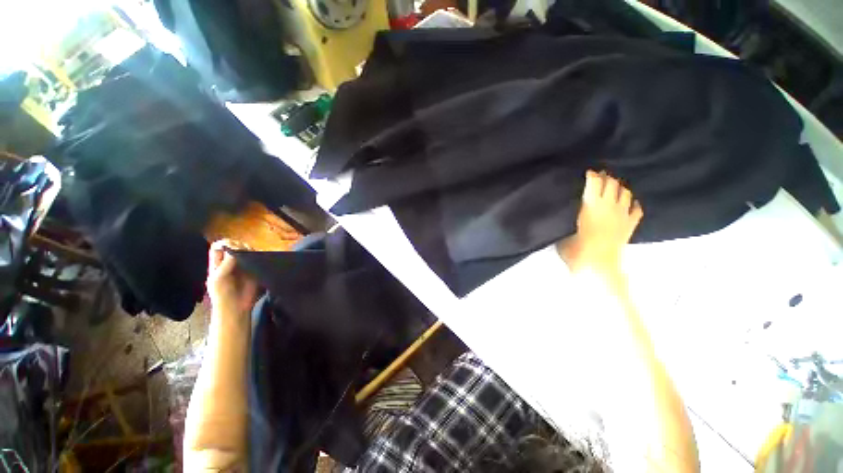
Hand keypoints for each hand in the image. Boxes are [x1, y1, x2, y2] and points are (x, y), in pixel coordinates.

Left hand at [207, 240, 258, 315]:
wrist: (236, 307)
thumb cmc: (222, 293)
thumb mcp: (218, 278)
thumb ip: (226, 263)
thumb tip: (238, 249)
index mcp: (217, 264)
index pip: (218, 247)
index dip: (224, 243)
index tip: (231, 246)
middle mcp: (230, 262)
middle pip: (233, 246)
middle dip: (238, 245)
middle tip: (243, 250)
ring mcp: (242, 265)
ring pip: (245, 250)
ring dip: (248, 249)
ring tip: (251, 253)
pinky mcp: (254, 269)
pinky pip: (255, 258)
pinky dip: (257, 255)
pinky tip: (257, 256)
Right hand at [557, 170, 643, 274]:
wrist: (597, 266)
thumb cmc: (575, 249)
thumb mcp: (562, 232)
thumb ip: (567, 220)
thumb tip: (565, 214)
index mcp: (590, 206)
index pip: (594, 183)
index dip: (592, 175)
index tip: (588, 172)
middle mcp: (609, 206)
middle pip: (612, 184)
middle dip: (606, 178)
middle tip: (600, 177)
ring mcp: (622, 215)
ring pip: (626, 193)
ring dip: (620, 187)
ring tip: (614, 187)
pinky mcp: (630, 226)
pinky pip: (636, 209)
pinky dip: (633, 203)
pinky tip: (629, 203)